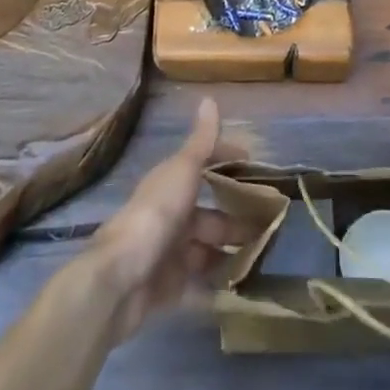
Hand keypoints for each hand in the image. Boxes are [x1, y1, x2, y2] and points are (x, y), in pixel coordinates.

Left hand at [87, 98, 248, 343]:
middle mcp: (170, 217)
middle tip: (270, 225)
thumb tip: (209, 99)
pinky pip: (198, 287)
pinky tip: (243, 289)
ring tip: (263, 257)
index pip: (203, 168)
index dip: (227, 165)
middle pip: (209, 217)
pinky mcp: (168, 289)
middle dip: (237, 220)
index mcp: (171, 186)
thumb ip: (201, 142)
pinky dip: (217, 289)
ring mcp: (169, 255)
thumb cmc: (156, 215)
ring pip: (206, 252)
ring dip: (230, 254)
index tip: (257, 170)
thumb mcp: (183, 171)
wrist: (120, 279)